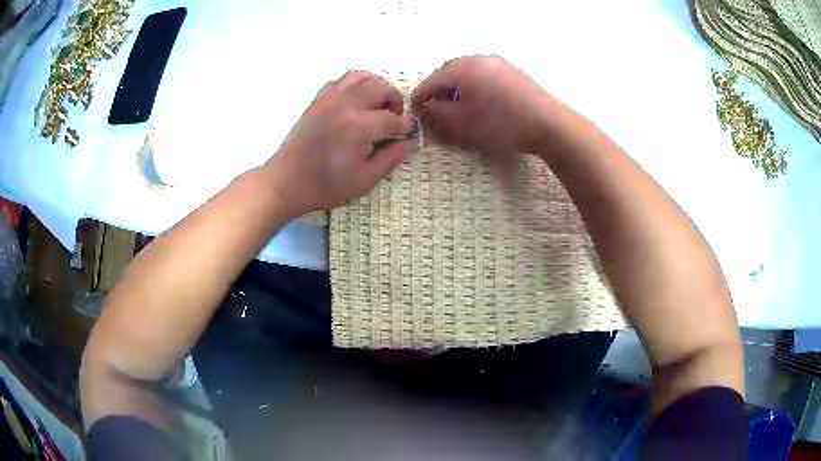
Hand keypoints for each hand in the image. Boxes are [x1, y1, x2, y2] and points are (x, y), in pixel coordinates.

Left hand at [266, 71, 417, 217]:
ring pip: (363, 77)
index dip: (406, 125)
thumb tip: (408, 141)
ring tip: (378, 104)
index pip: (393, 118)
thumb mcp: (365, 180)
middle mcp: (347, 105)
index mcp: (360, 127)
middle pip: (382, 88)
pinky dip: (356, 84)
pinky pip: (342, 80)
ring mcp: (330, 99)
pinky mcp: (318, 99)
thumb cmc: (326, 186)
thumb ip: (391, 158)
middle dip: (395, 101)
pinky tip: (357, 100)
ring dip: (377, 87)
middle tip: (394, 117)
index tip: (410, 131)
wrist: (287, 181)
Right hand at [412, 56, 556, 155]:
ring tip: (458, 107)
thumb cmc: (501, 124)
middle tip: (436, 108)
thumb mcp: (462, 123)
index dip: (420, 96)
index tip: (414, 110)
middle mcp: (480, 58)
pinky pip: (484, 75)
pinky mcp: (512, 71)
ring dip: (457, 88)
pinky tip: (480, 102)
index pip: (432, 80)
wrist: (548, 124)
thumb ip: (437, 114)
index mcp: (464, 67)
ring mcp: (498, 63)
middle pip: (449, 72)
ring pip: (468, 72)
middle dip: (439, 90)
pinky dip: (475, 86)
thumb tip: (426, 109)